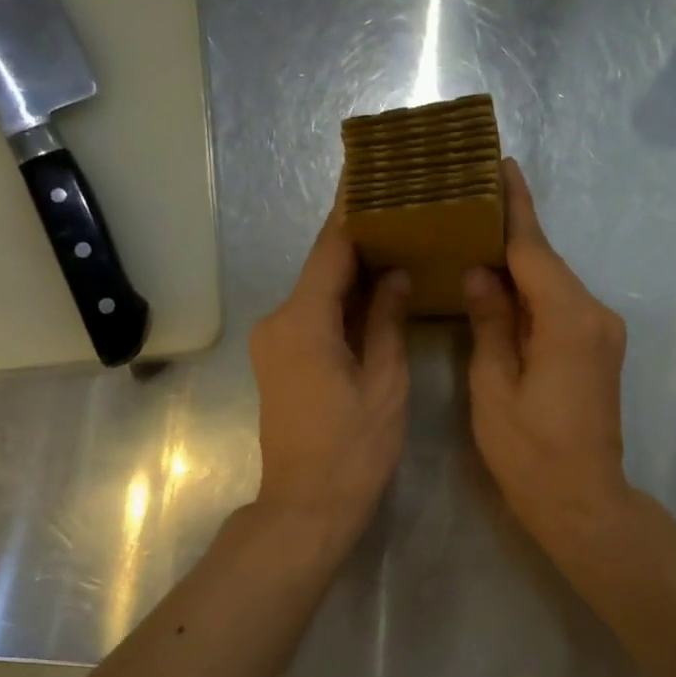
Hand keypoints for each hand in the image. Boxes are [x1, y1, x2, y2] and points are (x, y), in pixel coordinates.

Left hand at [250, 212, 410, 551]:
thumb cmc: (353, 450)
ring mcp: (275, 342)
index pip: (331, 248)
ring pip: (317, 291)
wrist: (306, 507)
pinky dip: (341, 300)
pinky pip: (313, 316)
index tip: (371, 170)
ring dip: (352, 269)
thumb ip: (387, 322)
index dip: (353, 208)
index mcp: (303, 321)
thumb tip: (395, 274)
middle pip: (322, 266)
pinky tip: (375, 289)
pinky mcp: (280, 361)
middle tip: (400, 204)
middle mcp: (279, 321)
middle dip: (359, 236)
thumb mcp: (384, 384)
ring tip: (397, 238)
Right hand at [463, 158, 632, 553]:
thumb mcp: (494, 388)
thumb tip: (480, 275)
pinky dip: (533, 296)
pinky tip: (502, 290)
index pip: (535, 250)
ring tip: (476, 240)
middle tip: (471, 201)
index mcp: (568, 319)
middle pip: (547, 264)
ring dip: (520, 267)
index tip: (500, 164)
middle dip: (511, 234)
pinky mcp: (599, 352)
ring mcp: (602, 334)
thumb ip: (490, 324)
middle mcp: (594, 315)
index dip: (515, 207)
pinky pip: (562, 309)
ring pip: (554, 287)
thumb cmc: (530, 452)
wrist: (582, 501)